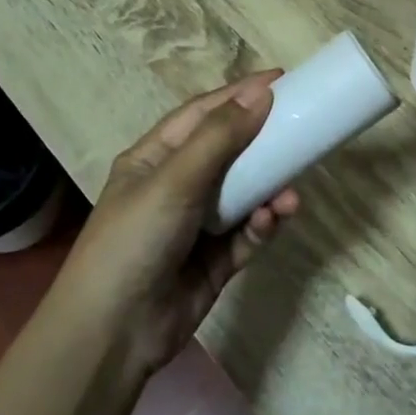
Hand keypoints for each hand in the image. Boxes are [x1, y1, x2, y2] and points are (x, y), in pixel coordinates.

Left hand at [64, 74, 299, 375]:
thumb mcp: (173, 180)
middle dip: (263, 143)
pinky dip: (262, 225)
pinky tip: (273, 220)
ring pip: (245, 195)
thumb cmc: (135, 240)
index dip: (239, 95)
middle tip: (302, 130)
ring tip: (289, 194)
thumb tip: (261, 93)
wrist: (114, 333)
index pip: (201, 115)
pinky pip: (248, 234)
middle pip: (229, 152)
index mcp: (153, 159)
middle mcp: (176, 186)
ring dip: (269, 189)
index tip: (281, 81)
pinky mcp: (216, 261)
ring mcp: (197, 226)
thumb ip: (220, 137)